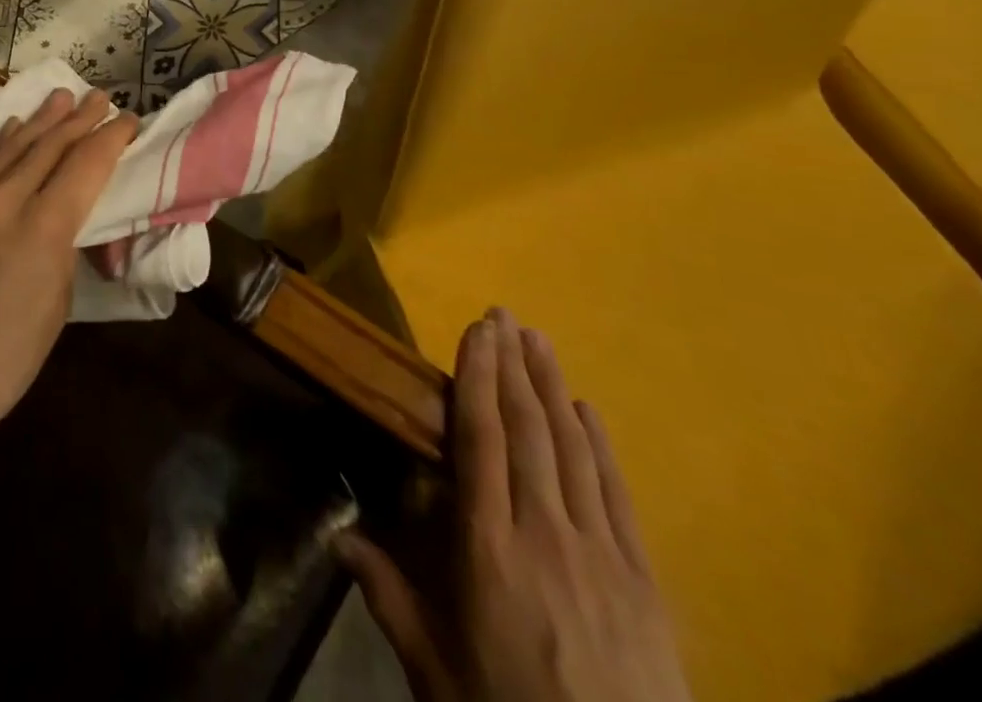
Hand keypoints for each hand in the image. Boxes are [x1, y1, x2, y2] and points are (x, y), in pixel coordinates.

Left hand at [0, 87, 135, 449]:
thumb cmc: (4, 359)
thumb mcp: (56, 304)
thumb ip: (62, 248)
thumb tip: (64, 221)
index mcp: (43, 227)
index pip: (86, 164)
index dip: (111, 138)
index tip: (129, 120)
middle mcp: (3, 200)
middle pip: (49, 145)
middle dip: (79, 118)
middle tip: (99, 96)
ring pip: (10, 147)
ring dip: (40, 120)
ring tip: (60, 97)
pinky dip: (0, 142)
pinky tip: (11, 129)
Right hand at [335, 309, 690, 701]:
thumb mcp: (436, 670)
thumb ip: (388, 596)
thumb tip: (337, 538)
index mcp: (488, 546)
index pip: (481, 438)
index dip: (478, 376)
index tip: (477, 330)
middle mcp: (544, 531)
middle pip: (528, 429)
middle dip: (514, 365)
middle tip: (505, 314)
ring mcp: (600, 552)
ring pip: (572, 448)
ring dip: (553, 386)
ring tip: (540, 340)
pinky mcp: (644, 580)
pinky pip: (617, 493)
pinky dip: (600, 444)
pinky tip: (589, 411)